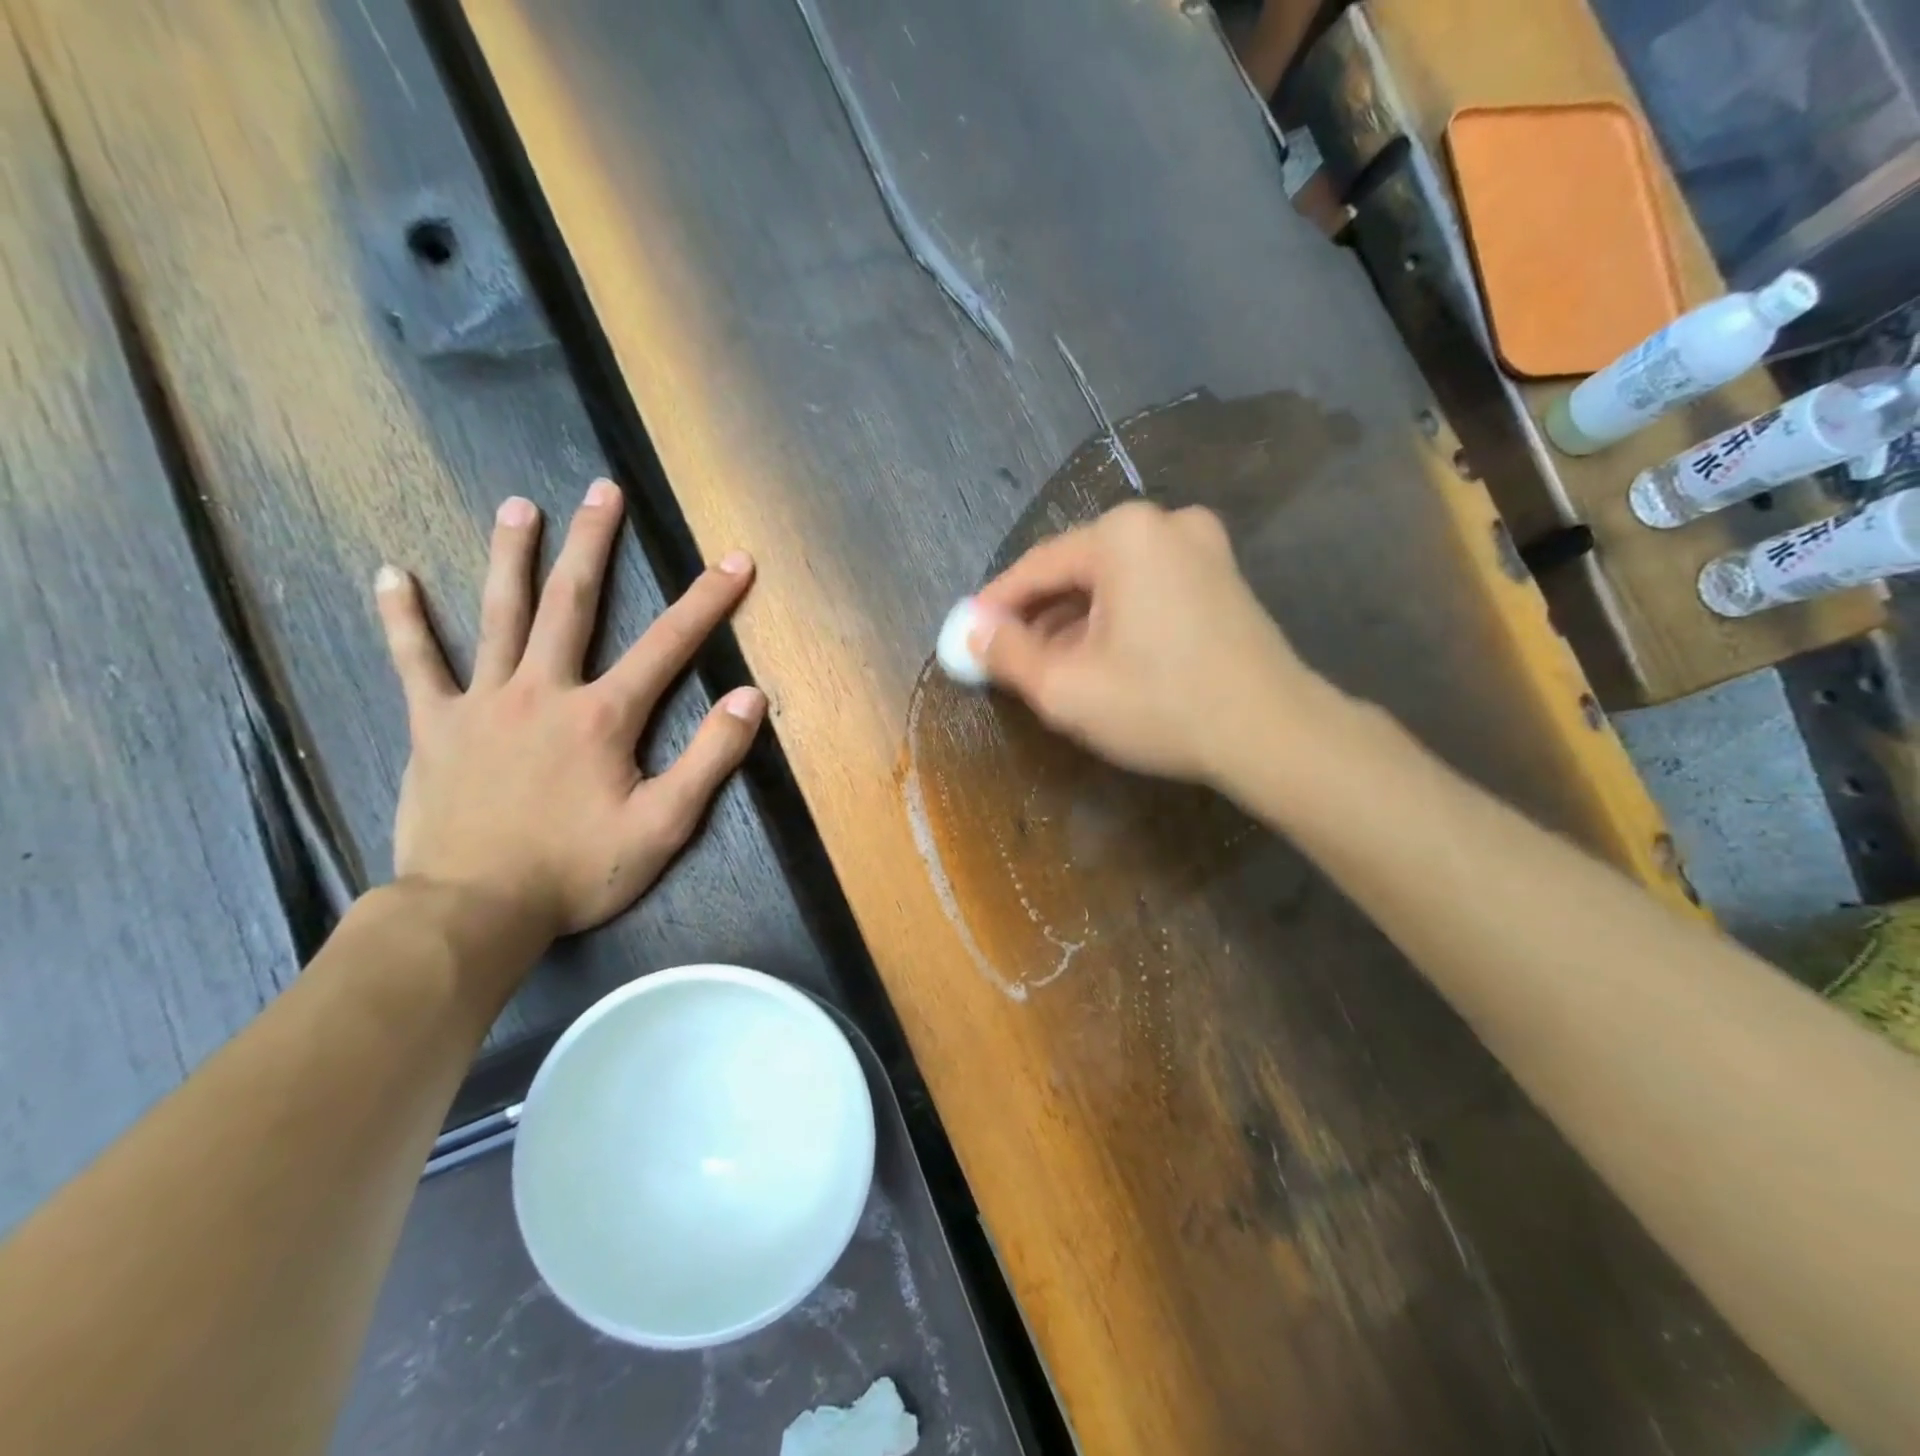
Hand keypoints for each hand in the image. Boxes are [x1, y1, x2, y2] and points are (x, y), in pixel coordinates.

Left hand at [374, 478, 764, 943]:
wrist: (474, 911)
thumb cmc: (577, 870)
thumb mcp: (664, 826)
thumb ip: (711, 759)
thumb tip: (749, 697)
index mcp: (603, 716)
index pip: (668, 645)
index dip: (707, 600)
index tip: (735, 561)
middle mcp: (543, 691)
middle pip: (572, 603)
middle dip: (594, 543)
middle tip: (603, 490)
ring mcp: (483, 703)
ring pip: (498, 615)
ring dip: (511, 556)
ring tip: (519, 506)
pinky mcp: (435, 725)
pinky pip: (415, 662)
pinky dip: (403, 618)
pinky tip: (391, 574)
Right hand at [971, 501, 1326, 785]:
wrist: (1273, 733)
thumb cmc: (1160, 706)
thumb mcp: (1065, 687)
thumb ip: (1006, 654)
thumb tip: (970, 633)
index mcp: (1122, 535)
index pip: (1036, 567)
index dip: (995, 606)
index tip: (968, 637)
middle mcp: (1163, 523)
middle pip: (1075, 570)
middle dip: (1038, 616)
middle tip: (1009, 659)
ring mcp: (1202, 546)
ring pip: (1112, 581)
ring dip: (1076, 620)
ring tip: (1052, 667)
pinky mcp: (1222, 575)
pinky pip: (1146, 588)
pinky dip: (1116, 618)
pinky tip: (1103, 657)